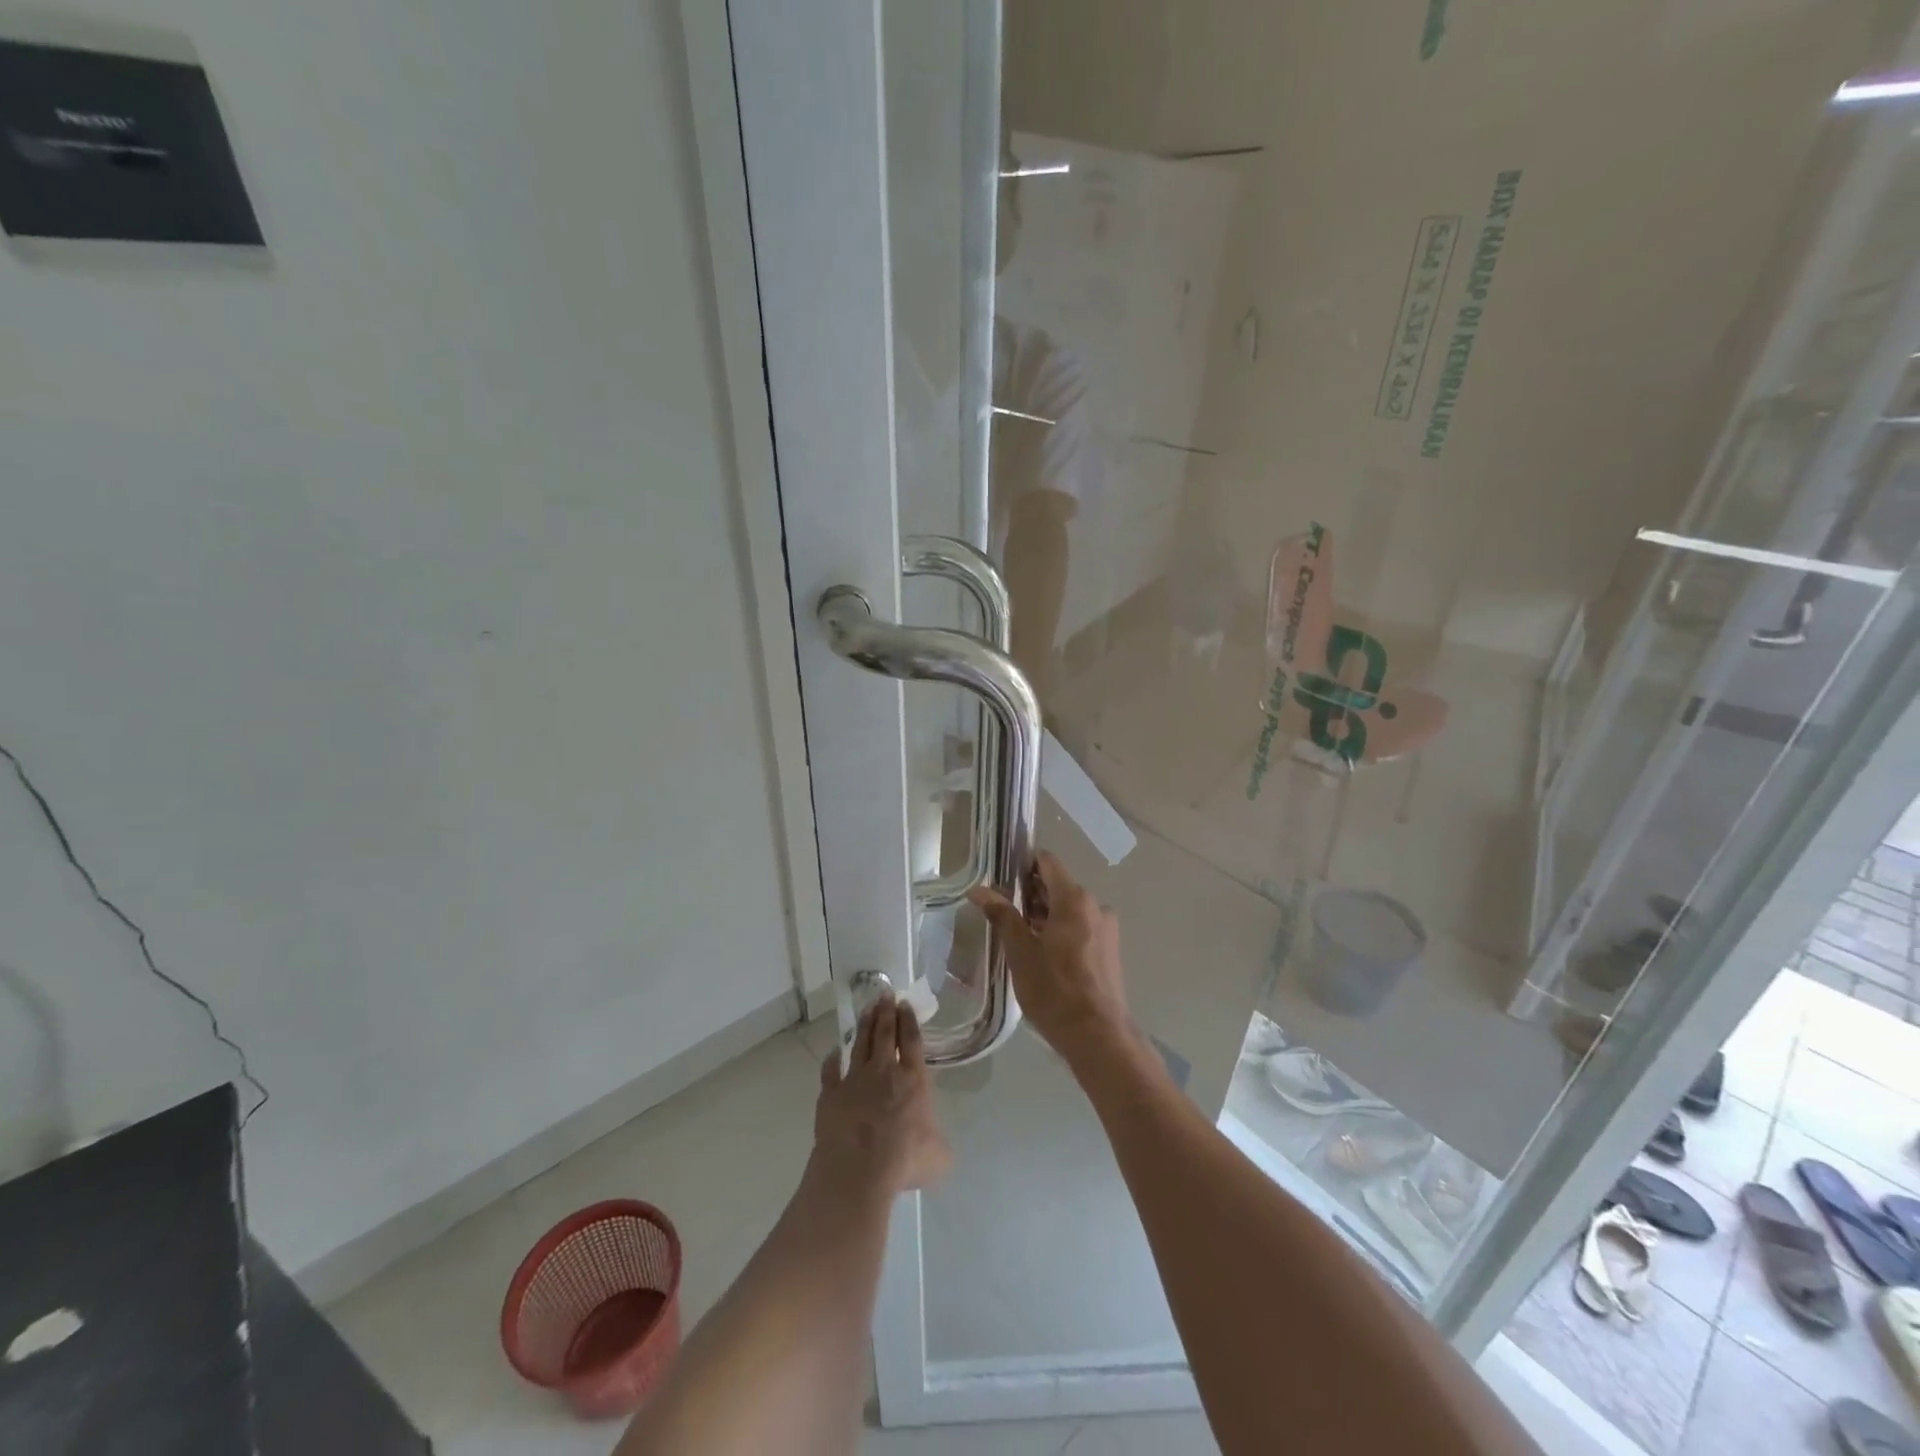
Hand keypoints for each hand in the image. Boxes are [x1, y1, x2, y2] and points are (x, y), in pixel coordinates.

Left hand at [811, 1000, 951, 1199]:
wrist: (858, 1170)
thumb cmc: (904, 1160)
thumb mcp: (938, 1156)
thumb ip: (938, 1143)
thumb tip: (937, 1145)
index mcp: (913, 1080)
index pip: (911, 1041)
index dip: (908, 1020)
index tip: (904, 1003)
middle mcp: (884, 1072)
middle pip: (884, 1034)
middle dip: (886, 1012)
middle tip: (885, 993)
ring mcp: (854, 1080)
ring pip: (860, 1044)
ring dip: (864, 1025)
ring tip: (867, 1008)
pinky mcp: (831, 1094)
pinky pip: (830, 1071)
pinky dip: (832, 1060)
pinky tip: (833, 1052)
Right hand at [969, 850, 1131, 1066]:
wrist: (1098, 1036)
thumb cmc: (1054, 990)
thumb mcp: (1020, 951)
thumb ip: (1002, 915)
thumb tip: (979, 889)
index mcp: (1075, 899)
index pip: (1047, 861)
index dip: (1023, 864)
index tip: (1002, 878)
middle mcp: (1096, 906)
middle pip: (1058, 885)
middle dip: (1031, 894)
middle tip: (1004, 913)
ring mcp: (1106, 929)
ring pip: (1070, 909)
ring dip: (1045, 915)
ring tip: (1020, 938)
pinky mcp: (1110, 950)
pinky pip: (1081, 927)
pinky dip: (1061, 931)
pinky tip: (1044, 955)